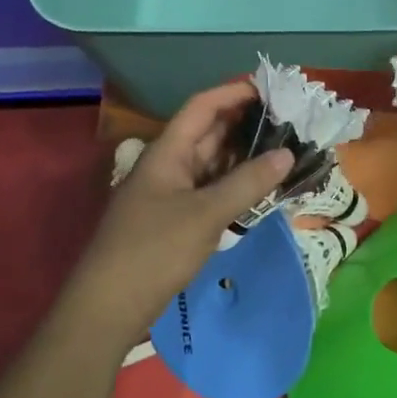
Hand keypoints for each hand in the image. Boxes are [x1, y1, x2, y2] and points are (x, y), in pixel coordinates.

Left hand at [61, 82, 292, 349]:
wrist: (108, 307)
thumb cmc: (154, 250)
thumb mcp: (206, 214)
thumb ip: (248, 183)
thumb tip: (287, 154)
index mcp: (167, 152)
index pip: (203, 106)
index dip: (234, 92)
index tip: (271, 89)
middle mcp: (168, 165)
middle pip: (209, 132)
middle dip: (245, 124)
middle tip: (288, 121)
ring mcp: (170, 193)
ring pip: (212, 163)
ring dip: (243, 156)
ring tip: (283, 150)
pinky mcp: (174, 219)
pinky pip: (210, 190)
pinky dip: (234, 185)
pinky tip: (260, 189)